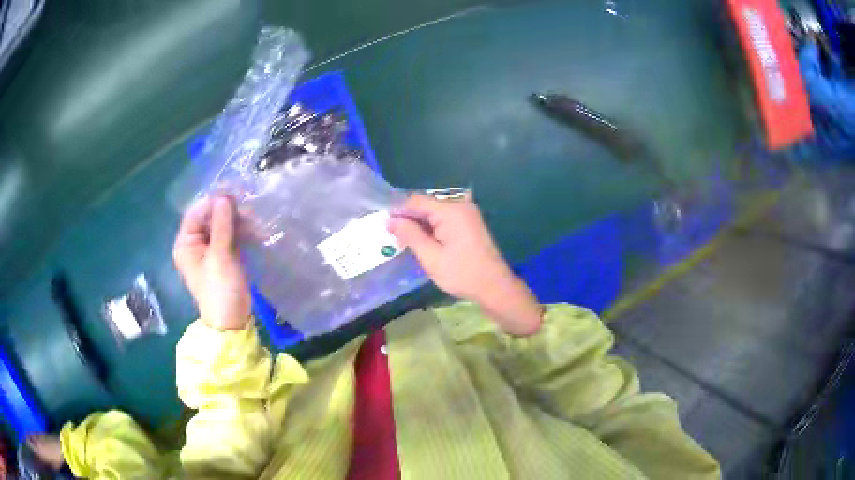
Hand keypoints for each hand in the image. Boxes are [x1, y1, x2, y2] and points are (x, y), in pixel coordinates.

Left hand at [174, 196, 251, 330]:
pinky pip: (230, 237)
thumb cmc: (220, 289)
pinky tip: (255, 229)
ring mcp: (210, 250)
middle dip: (228, 211)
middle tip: (249, 206)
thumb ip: (222, 225)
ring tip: (256, 219)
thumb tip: (224, 197)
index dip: (212, 202)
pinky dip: (241, 232)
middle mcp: (195, 244)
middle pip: (210, 218)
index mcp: (186, 244)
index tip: (233, 193)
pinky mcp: (223, 257)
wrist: (232, 321)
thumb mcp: (220, 256)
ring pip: (222, 226)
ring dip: (238, 221)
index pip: (196, 213)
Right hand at [389, 195, 542, 334]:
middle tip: (393, 237)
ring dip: (420, 225)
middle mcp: (460, 205)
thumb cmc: (462, 274)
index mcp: (451, 210)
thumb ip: (410, 235)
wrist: (495, 287)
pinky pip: (444, 219)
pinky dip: (432, 228)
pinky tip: (424, 242)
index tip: (385, 227)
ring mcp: (467, 213)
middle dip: (409, 219)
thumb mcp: (431, 257)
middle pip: (426, 204)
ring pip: (434, 212)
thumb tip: (391, 220)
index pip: (416, 200)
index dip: (398, 211)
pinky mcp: (470, 222)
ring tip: (405, 241)